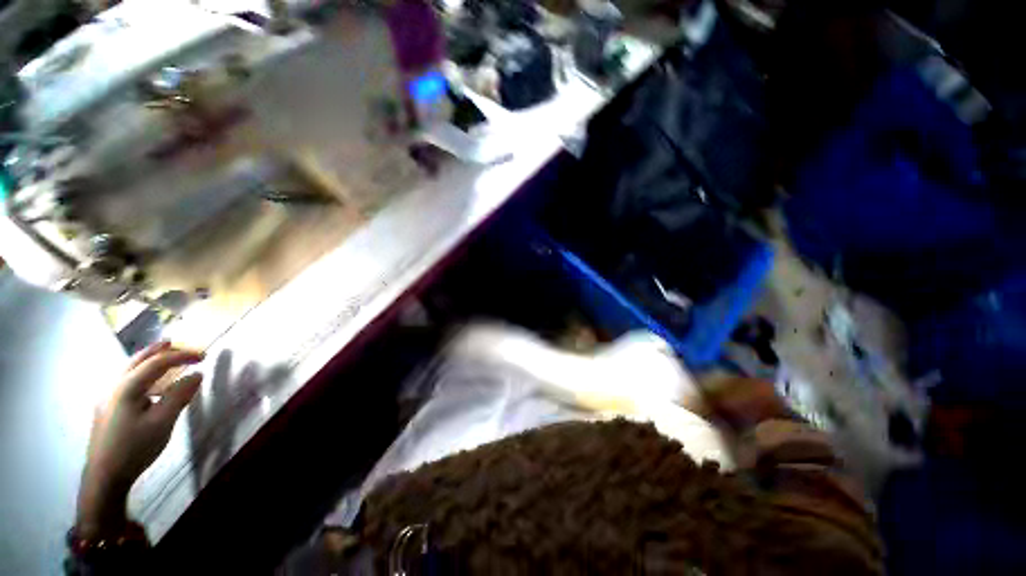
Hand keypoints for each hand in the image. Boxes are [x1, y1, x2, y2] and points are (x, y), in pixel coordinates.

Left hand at [76, 342, 204, 538]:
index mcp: (127, 387)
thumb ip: (179, 396)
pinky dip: (142, 374)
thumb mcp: (162, 423)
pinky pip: (127, 381)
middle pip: (138, 360)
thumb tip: (197, 374)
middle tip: (179, 345)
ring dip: (150, 361)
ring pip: (130, 370)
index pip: (158, 362)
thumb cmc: (135, 448)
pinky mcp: (107, 408)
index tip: (204, 356)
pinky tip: (150, 386)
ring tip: (166, 360)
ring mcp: (107, 397)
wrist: (105, 476)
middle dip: (160, 350)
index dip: (182, 355)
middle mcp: (114, 386)